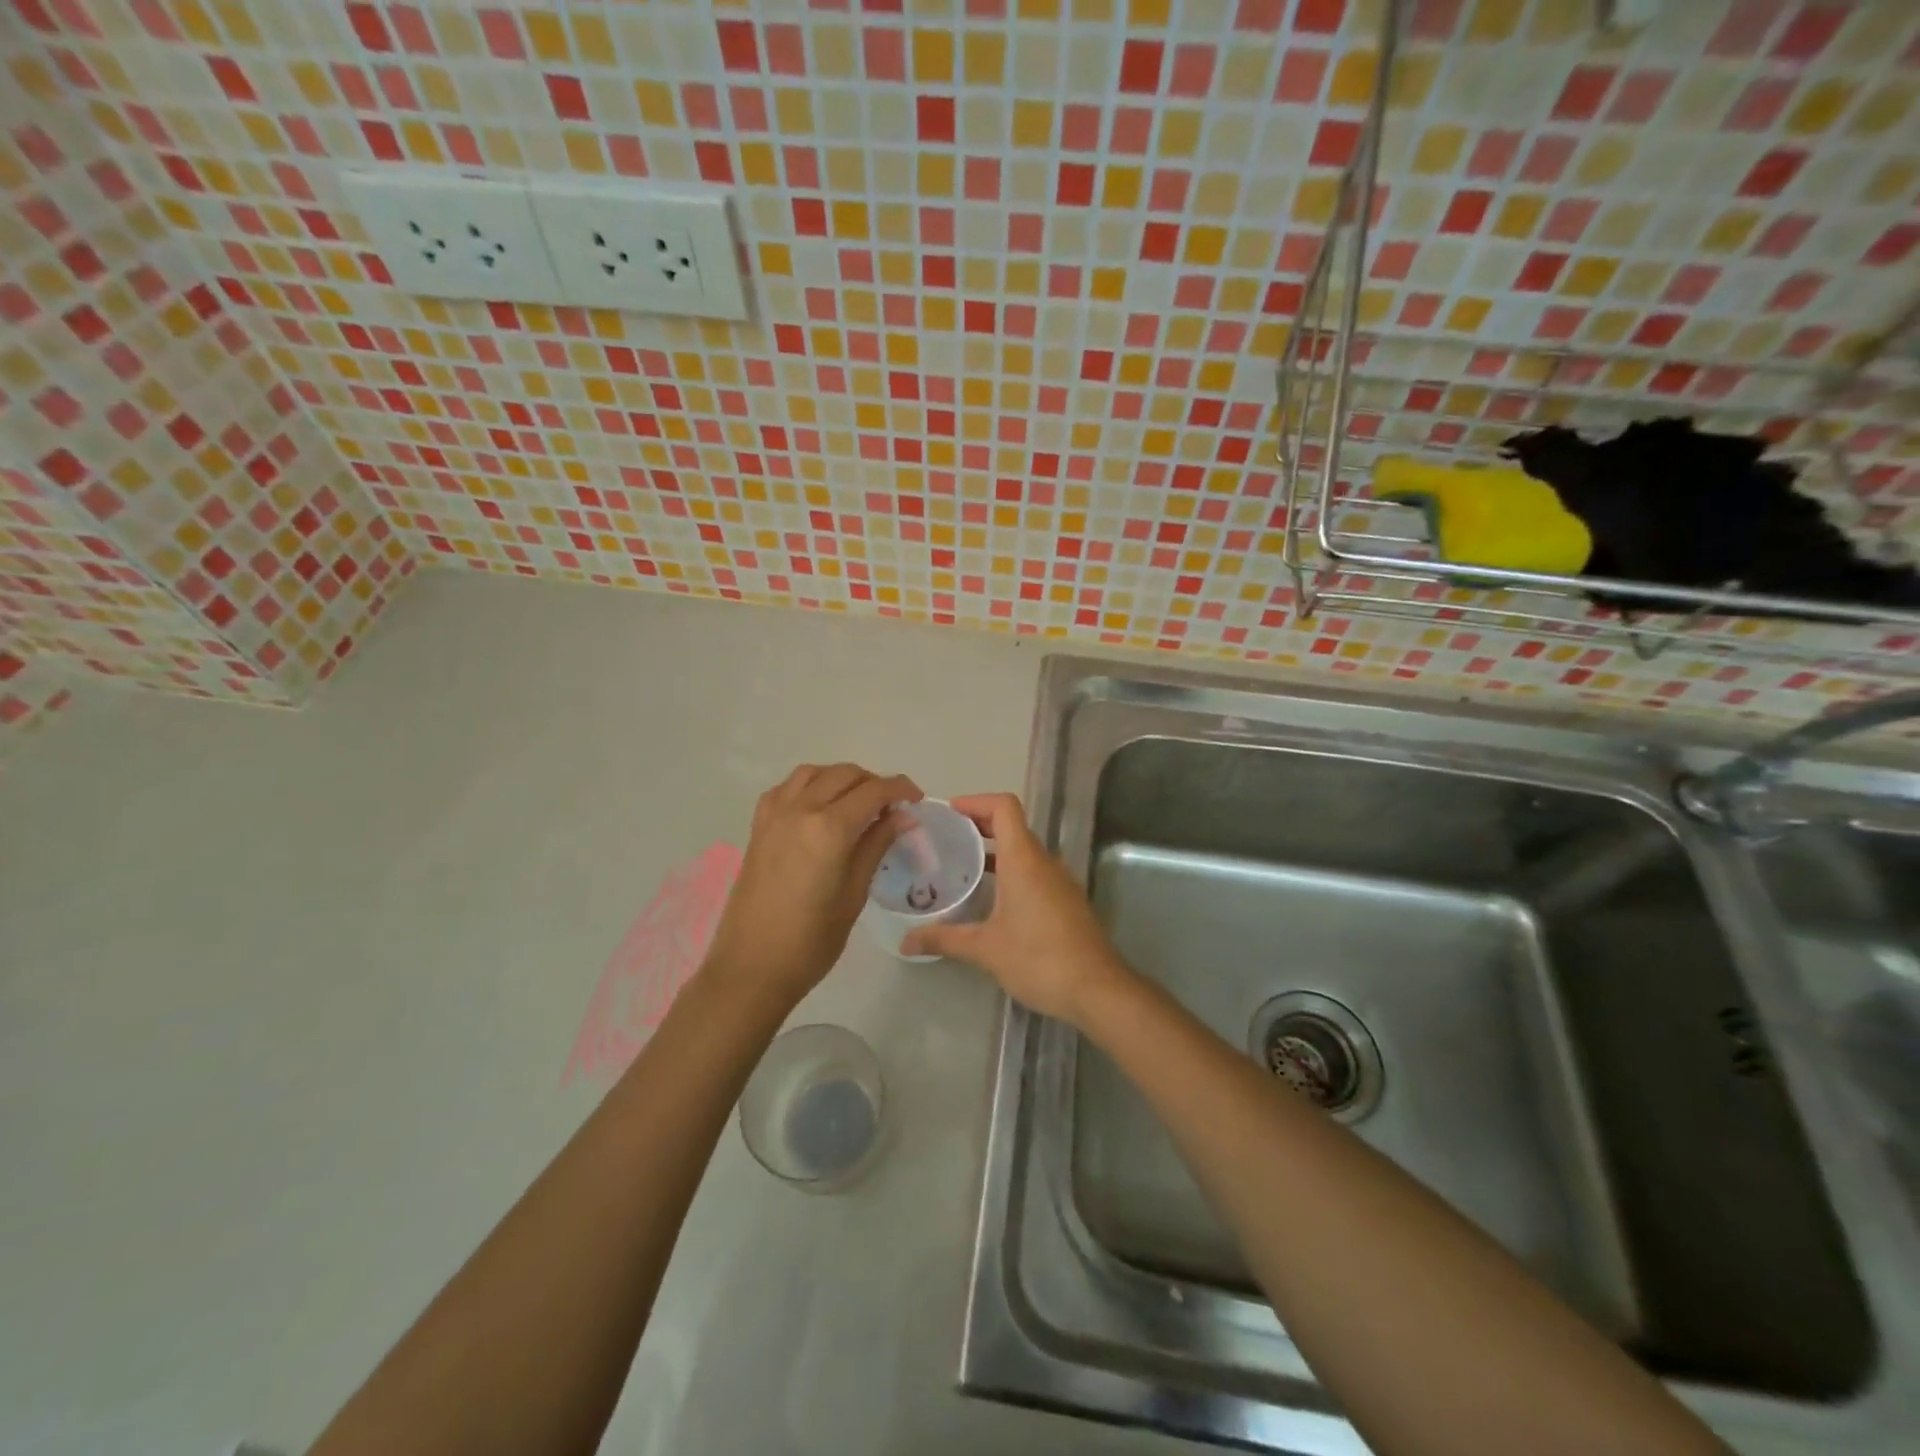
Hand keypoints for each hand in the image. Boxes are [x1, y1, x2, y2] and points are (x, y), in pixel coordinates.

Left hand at [703, 764, 920, 1006]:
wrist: (751, 967)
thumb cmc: (811, 941)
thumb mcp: (854, 894)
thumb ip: (877, 845)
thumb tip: (904, 816)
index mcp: (830, 828)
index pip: (874, 791)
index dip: (900, 789)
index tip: (917, 799)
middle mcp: (800, 809)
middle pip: (844, 774)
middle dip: (873, 783)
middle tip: (891, 808)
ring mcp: (774, 815)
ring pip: (814, 773)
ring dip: (841, 779)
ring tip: (857, 803)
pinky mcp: (758, 827)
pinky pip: (786, 788)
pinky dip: (810, 785)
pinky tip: (819, 807)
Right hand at [901, 793, 1131, 1025]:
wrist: (1098, 990)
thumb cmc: (1039, 959)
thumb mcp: (986, 949)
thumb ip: (944, 939)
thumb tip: (905, 943)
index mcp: (1024, 860)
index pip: (1004, 807)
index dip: (977, 802)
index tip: (950, 812)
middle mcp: (1044, 862)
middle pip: (1013, 826)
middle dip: (980, 825)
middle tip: (947, 839)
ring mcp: (1059, 881)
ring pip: (1024, 851)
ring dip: (995, 851)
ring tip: (962, 868)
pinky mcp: (1066, 901)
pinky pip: (1035, 872)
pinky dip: (1010, 872)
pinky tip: (991, 899)